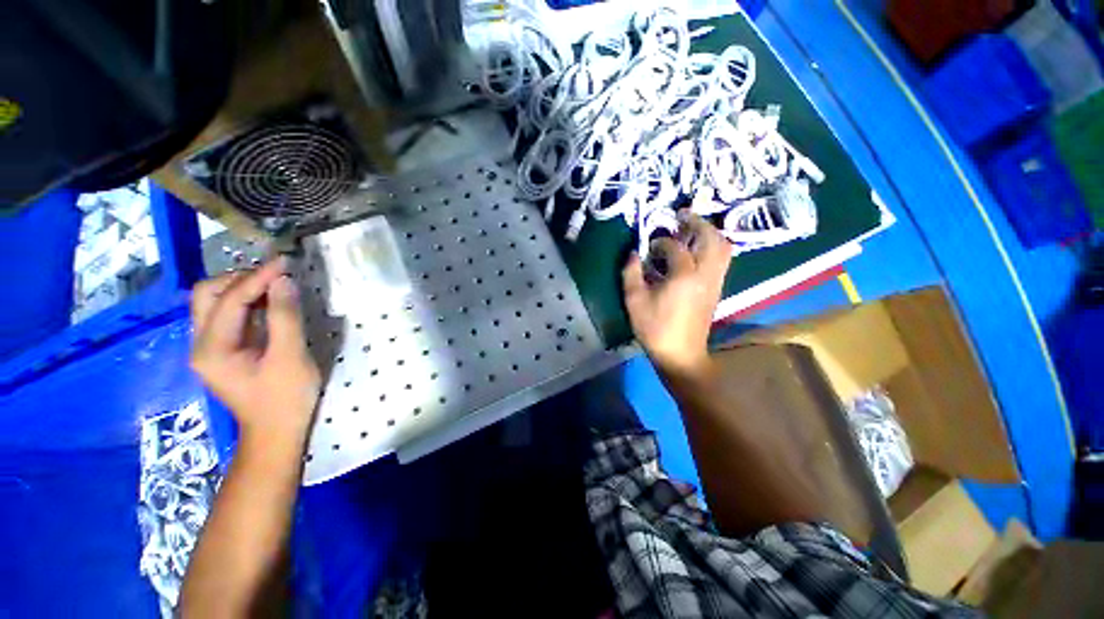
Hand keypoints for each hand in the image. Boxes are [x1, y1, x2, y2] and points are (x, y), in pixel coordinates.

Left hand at [190, 258, 320, 445]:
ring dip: (243, 288)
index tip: (286, 261)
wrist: (276, 433)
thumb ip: (285, 317)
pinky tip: (270, 302)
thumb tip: (283, 281)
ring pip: (215, 303)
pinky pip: (228, 316)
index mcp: (212, 349)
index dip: (258, 277)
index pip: (230, 299)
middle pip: (208, 294)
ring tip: (276, 284)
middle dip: (242, 278)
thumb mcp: (290, 357)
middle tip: (277, 275)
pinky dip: (247, 302)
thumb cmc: (285, 399)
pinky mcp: (223, 351)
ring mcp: (210, 348)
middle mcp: (201, 344)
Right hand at [622, 213, 731, 376]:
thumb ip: (631, 273)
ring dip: (709, 233)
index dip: (661, 242)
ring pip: (723, 248)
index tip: (649, 246)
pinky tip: (697, 250)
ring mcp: (715, 282)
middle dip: (698, 222)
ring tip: (692, 229)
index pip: (675, 247)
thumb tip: (632, 254)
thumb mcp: (634, 301)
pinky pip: (721, 260)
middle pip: (711, 238)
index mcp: (684, 275)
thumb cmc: (655, 328)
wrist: (681, 354)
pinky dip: (712, 247)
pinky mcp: (717, 290)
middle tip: (682, 215)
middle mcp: (705, 274)